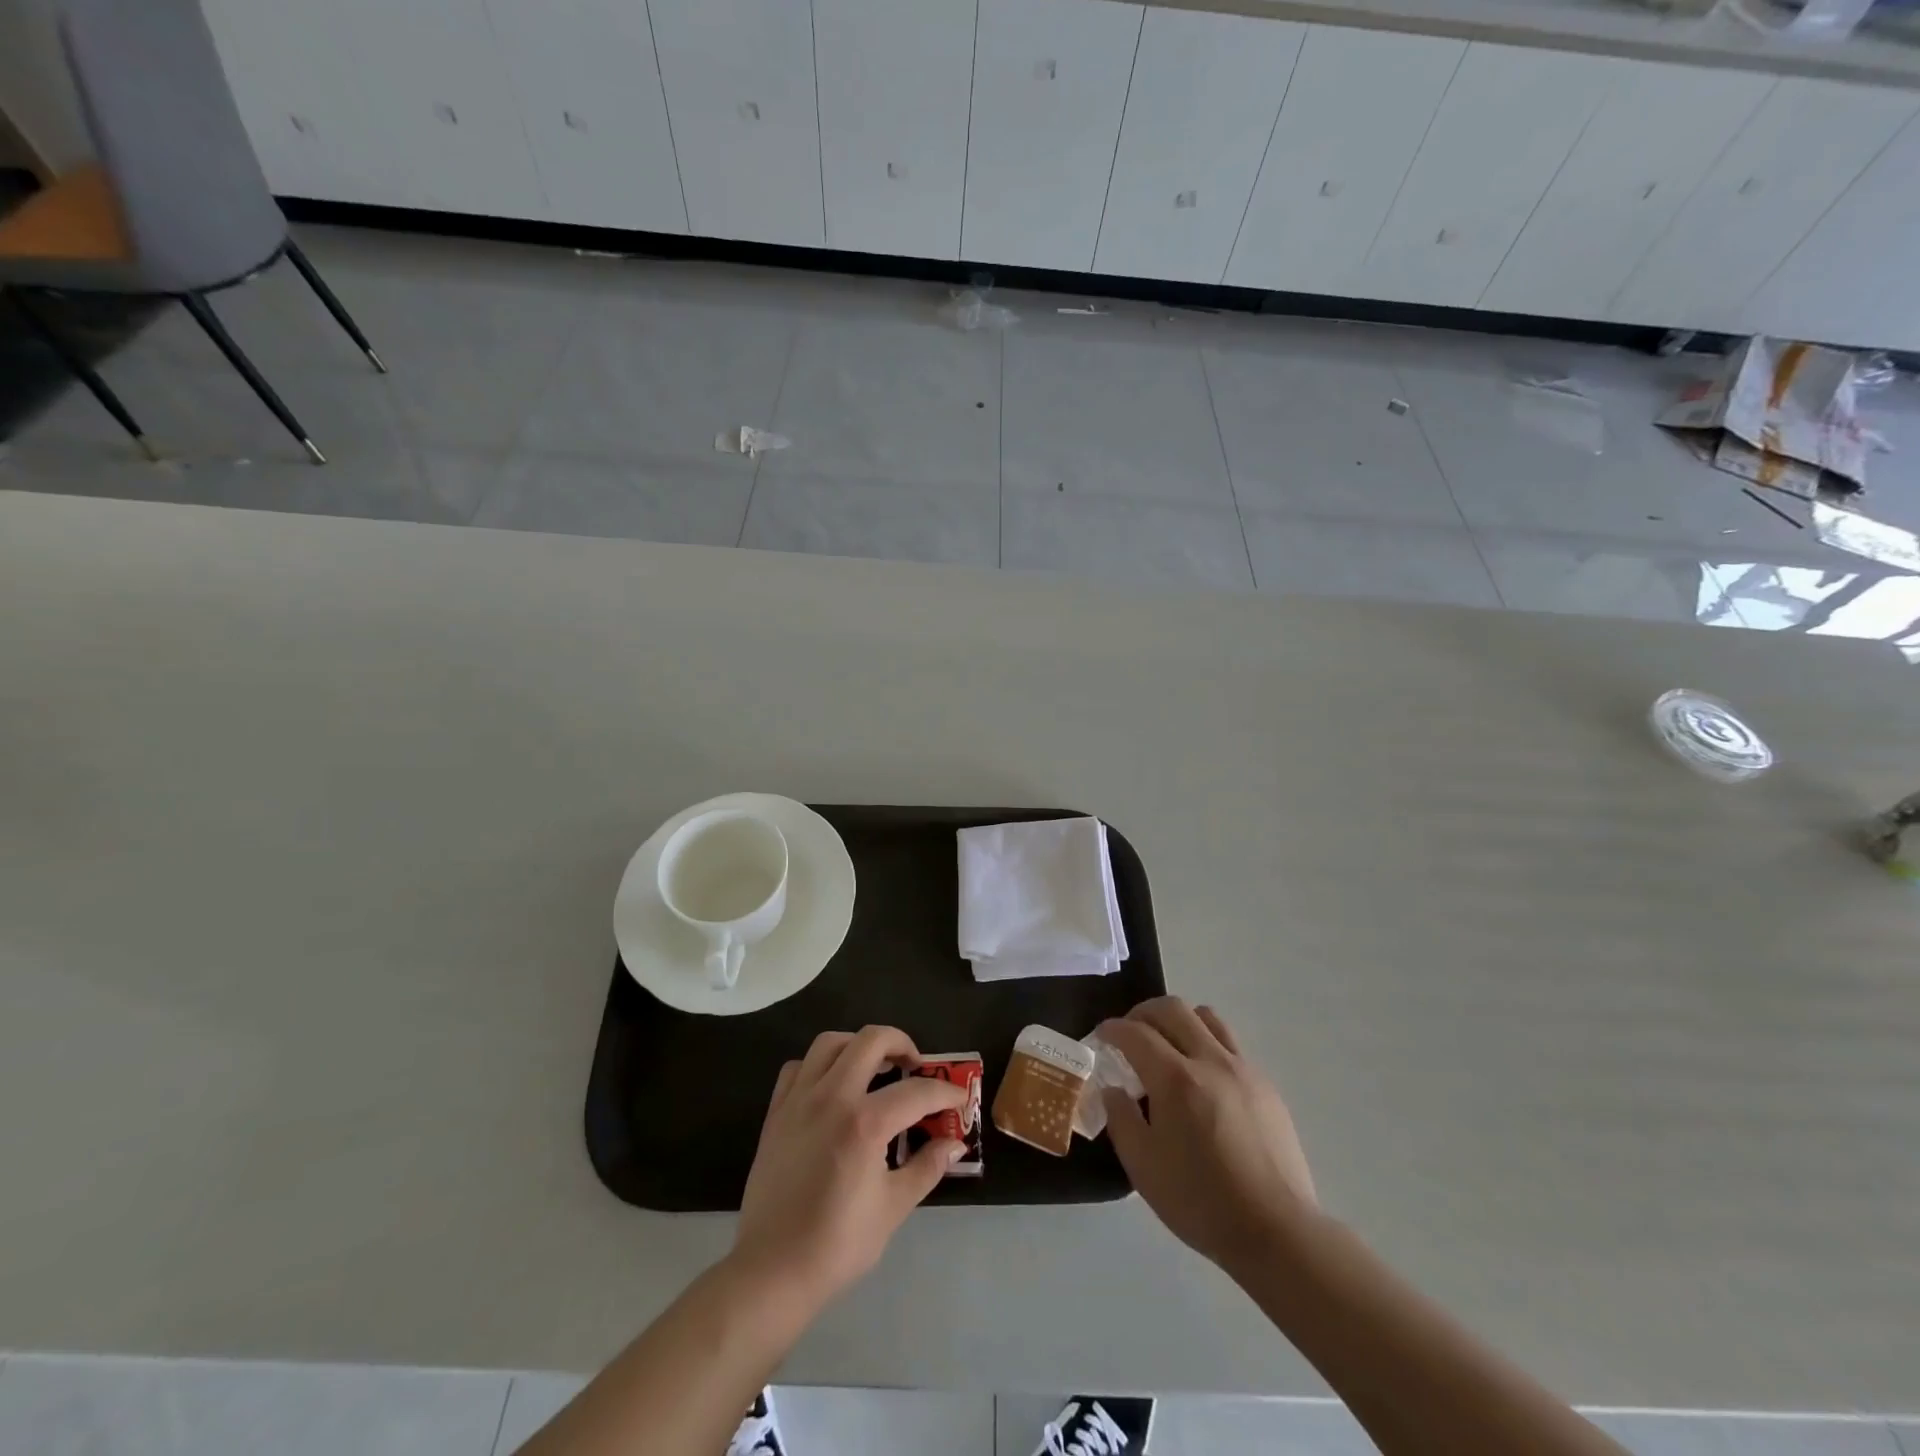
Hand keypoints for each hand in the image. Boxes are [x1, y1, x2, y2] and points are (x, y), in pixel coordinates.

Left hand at [731, 1027, 965, 1315]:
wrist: (772, 1272)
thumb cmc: (837, 1245)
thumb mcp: (893, 1208)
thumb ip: (927, 1167)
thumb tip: (954, 1144)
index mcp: (864, 1122)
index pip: (917, 1091)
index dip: (945, 1092)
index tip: (959, 1099)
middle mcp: (832, 1097)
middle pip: (871, 1040)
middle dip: (901, 1044)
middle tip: (915, 1066)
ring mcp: (799, 1100)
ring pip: (831, 1042)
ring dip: (859, 1045)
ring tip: (875, 1066)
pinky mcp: (776, 1112)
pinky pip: (798, 1067)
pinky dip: (819, 1065)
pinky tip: (832, 1086)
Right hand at [1096, 997, 1317, 1273]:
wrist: (1276, 1231)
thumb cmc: (1201, 1201)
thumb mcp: (1143, 1167)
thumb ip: (1122, 1119)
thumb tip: (1114, 1090)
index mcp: (1176, 1079)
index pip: (1136, 1033)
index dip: (1113, 1029)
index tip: (1101, 1035)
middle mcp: (1210, 1061)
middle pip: (1172, 1009)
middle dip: (1143, 1013)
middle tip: (1130, 1032)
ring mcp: (1243, 1070)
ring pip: (1207, 1017)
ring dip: (1179, 1021)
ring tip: (1168, 1045)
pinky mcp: (1266, 1086)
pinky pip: (1231, 1045)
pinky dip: (1207, 1044)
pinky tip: (1202, 1078)